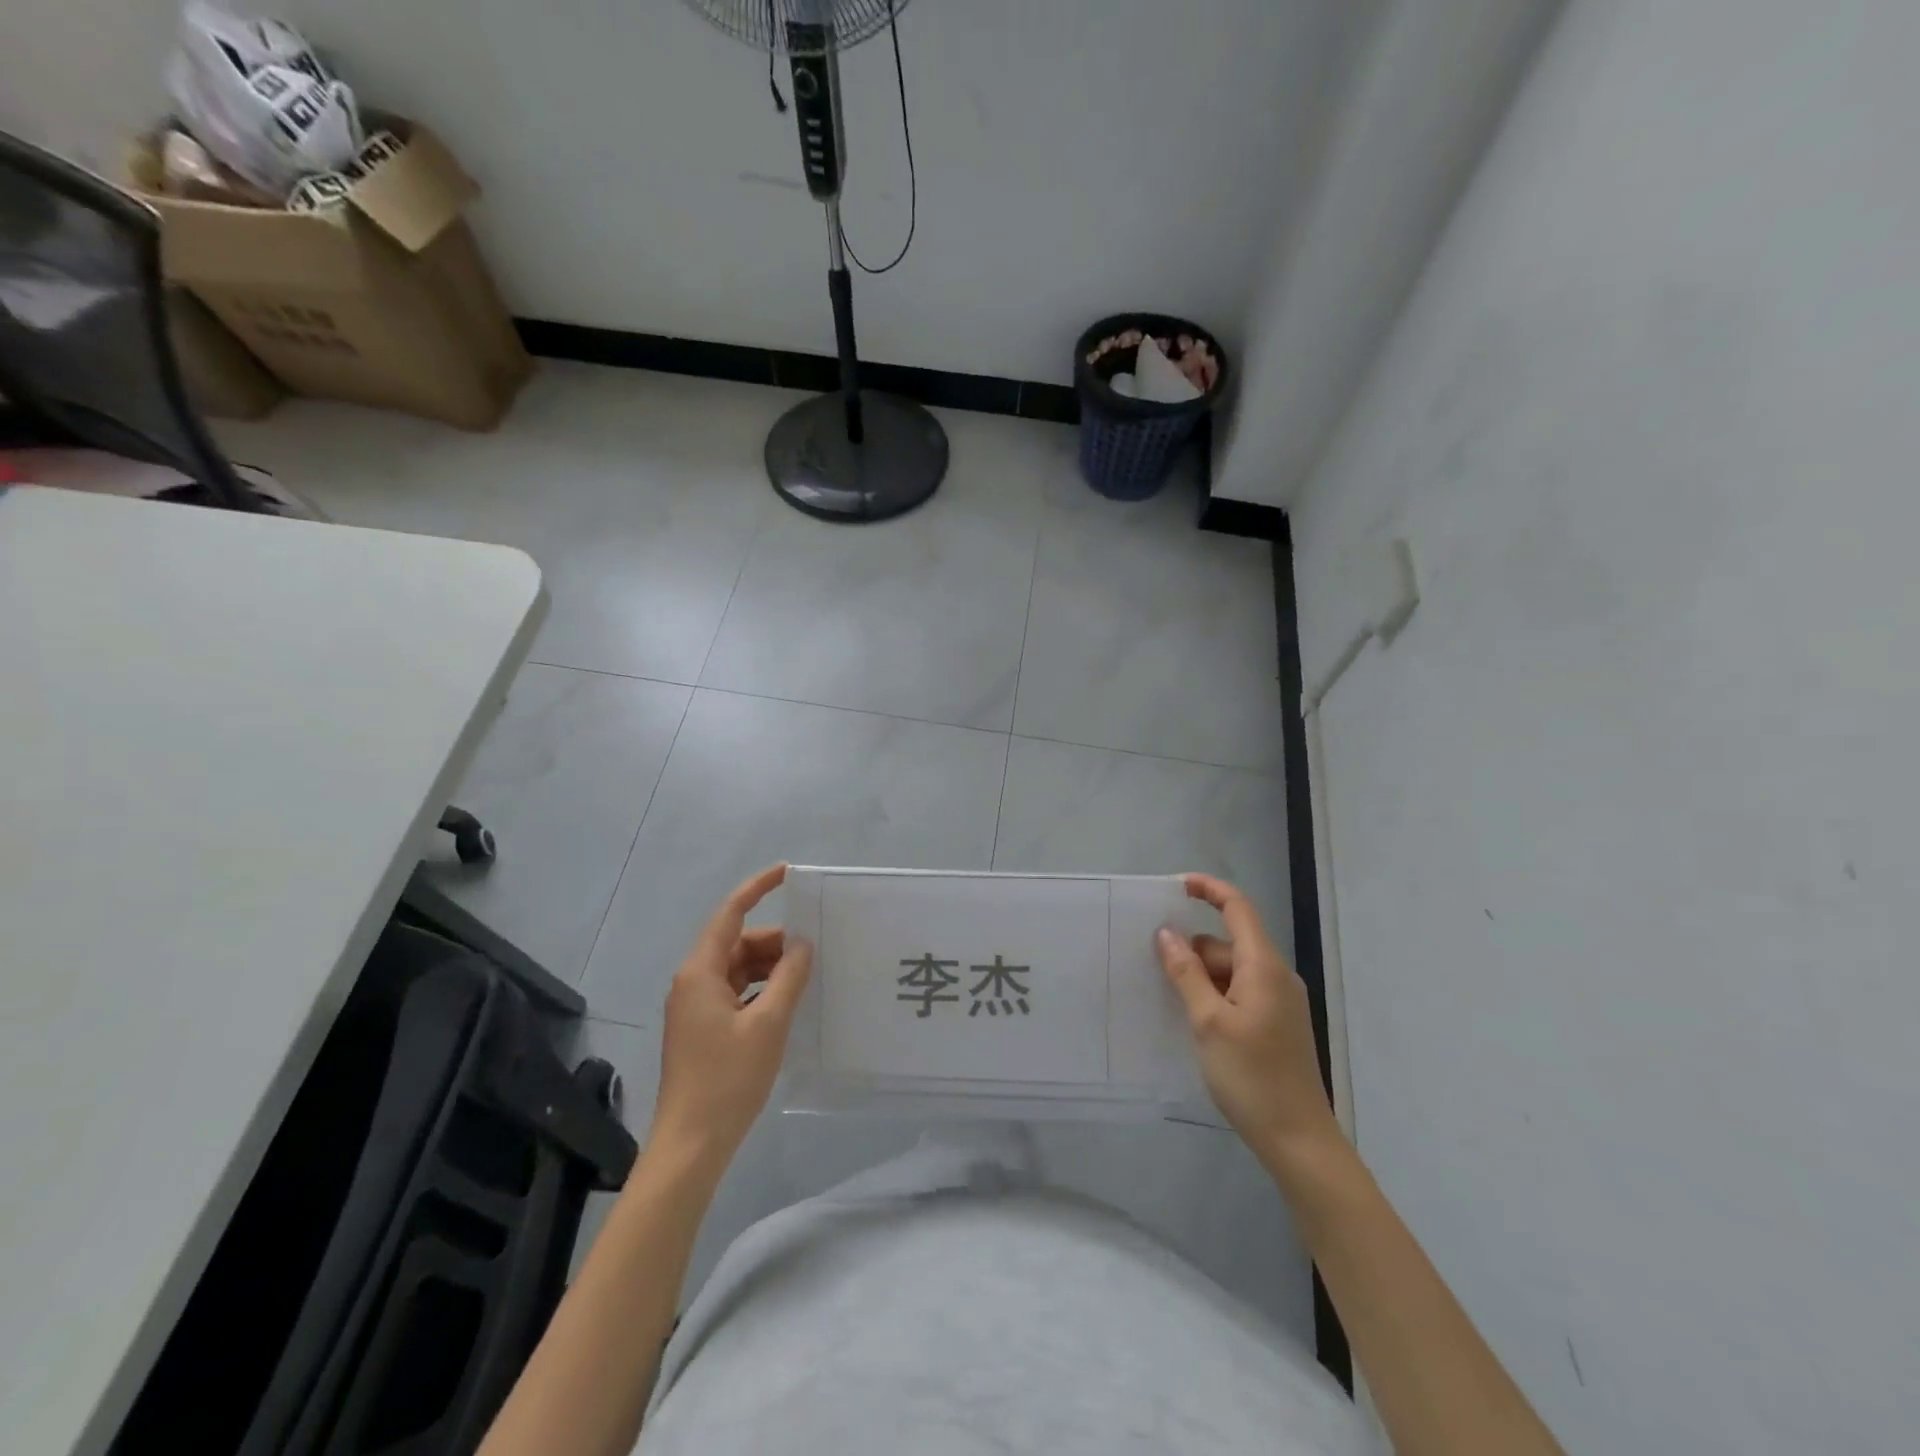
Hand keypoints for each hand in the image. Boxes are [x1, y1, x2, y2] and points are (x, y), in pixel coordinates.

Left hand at [652, 864, 812, 1164]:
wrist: (690, 1146)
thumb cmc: (727, 1079)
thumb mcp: (768, 1024)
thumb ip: (789, 978)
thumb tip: (803, 945)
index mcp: (701, 972)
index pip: (730, 913)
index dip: (758, 888)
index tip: (788, 873)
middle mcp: (693, 981)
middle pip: (737, 943)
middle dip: (774, 941)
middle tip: (814, 947)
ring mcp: (695, 1007)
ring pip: (738, 969)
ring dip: (770, 967)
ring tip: (807, 974)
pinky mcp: (702, 1029)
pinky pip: (736, 993)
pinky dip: (762, 990)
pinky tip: (788, 1002)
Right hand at [1155, 873, 1337, 1157]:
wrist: (1298, 1141)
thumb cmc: (1251, 1076)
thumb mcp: (1208, 1022)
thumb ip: (1186, 973)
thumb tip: (1166, 933)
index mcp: (1263, 967)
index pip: (1237, 908)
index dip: (1209, 889)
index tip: (1175, 886)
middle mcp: (1275, 976)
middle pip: (1227, 944)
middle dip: (1192, 951)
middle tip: (1154, 971)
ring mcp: (1278, 1002)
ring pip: (1230, 972)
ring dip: (1201, 979)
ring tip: (1171, 1005)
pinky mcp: (1275, 1025)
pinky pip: (1238, 994)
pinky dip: (1214, 998)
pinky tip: (1194, 1022)